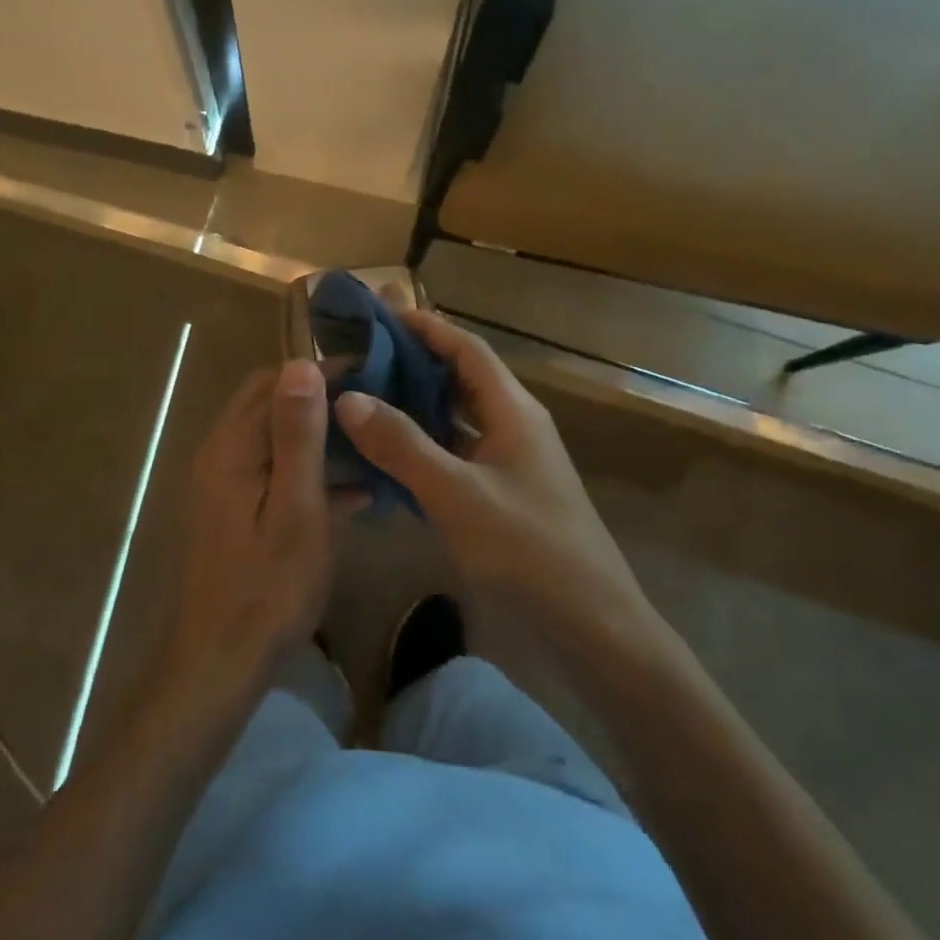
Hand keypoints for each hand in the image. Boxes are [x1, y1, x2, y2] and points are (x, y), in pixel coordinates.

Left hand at [163, 359, 338, 708]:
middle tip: (372, 405)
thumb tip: (301, 363)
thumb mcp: (296, 509)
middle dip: (320, 397)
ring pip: (275, 437)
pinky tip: (354, 492)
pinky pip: (274, 471)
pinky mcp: (235, 510)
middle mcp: (222, 454)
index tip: (372, 375)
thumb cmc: (268, 588)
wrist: (221, 661)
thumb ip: (298, 436)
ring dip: (318, 434)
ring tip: (371, 442)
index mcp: (233, 447)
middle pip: (271, 403)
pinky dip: (308, 470)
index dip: (323, 372)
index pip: (277, 382)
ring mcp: (225, 483)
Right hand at [333, 311, 650, 634]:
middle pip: (460, 377)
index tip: (380, 313)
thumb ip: (402, 445)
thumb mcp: (456, 493)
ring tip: (365, 395)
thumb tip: (348, 398)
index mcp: (512, 410)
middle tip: (363, 352)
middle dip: (414, 361)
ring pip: (456, 417)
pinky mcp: (502, 493)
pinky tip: (388, 454)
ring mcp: (510, 461)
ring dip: (416, 404)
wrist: (592, 625)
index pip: (466, 348)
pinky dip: (423, 445)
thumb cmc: (527, 548)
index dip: (426, 326)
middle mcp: (513, 425)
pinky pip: (456, 453)